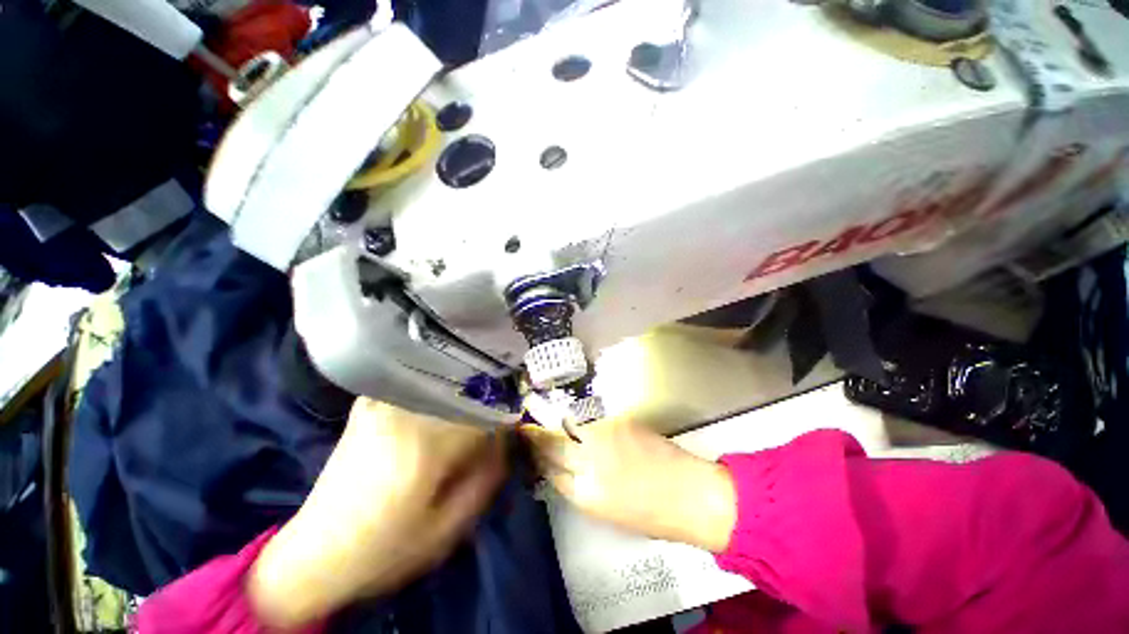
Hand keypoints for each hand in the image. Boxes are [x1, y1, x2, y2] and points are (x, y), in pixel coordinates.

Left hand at [249, 399, 505, 628]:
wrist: (315, 554)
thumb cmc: (386, 548)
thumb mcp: (450, 527)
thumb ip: (487, 477)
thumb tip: (505, 439)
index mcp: (426, 442)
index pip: (485, 408)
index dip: (504, 415)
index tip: (510, 426)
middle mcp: (404, 411)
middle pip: (464, 390)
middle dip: (484, 401)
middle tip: (490, 421)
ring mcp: (382, 403)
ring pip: (442, 385)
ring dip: (461, 396)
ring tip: (465, 415)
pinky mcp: (368, 405)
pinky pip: (418, 388)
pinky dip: (436, 394)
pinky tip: (437, 412)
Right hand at [520, 419, 735, 551]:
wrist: (690, 493)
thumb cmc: (653, 515)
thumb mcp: (609, 512)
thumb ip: (584, 489)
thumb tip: (568, 470)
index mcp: (586, 496)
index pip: (551, 473)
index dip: (538, 461)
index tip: (528, 451)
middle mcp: (589, 464)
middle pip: (552, 446)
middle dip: (535, 437)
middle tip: (524, 428)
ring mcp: (603, 438)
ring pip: (571, 428)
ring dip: (561, 427)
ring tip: (550, 421)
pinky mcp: (618, 421)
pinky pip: (594, 422)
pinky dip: (589, 426)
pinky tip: (592, 428)